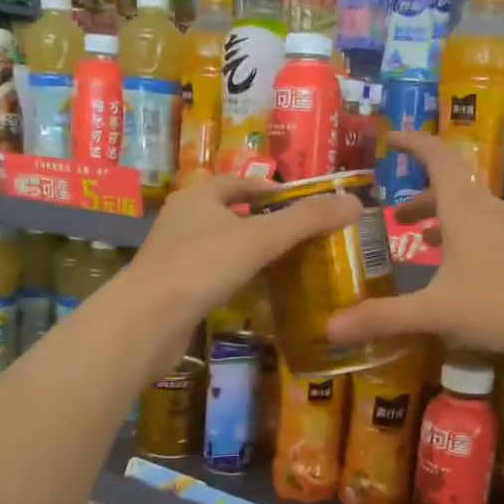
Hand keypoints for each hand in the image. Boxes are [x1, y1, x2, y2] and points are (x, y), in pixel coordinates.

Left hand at [131, 174, 358, 333]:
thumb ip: (307, 220)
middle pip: (229, 213)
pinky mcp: (173, 289)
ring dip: (248, 252)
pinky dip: (234, 279)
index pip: (239, 182)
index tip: (300, 202)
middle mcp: (182, 219)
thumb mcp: (261, 238)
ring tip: (284, 264)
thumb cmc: (203, 266)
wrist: (148, 321)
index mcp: (198, 196)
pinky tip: (255, 293)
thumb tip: (355, 203)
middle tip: (299, 236)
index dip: (270, 188)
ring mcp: (174, 256)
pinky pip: (212, 276)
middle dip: (262, 222)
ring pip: (220, 246)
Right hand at [325, 132, 503, 367]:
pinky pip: (488, 233)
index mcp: (465, 209)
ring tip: (419, 243)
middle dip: (420, 197)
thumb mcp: (435, 313)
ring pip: (471, 212)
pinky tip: (458, 274)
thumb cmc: (501, 305)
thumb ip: (382, 318)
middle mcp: (491, 211)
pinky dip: (463, 240)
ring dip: (442, 221)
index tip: (389, 138)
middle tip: (394, 217)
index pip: (437, 157)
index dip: (412, 143)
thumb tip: (329, 329)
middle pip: (452, 188)